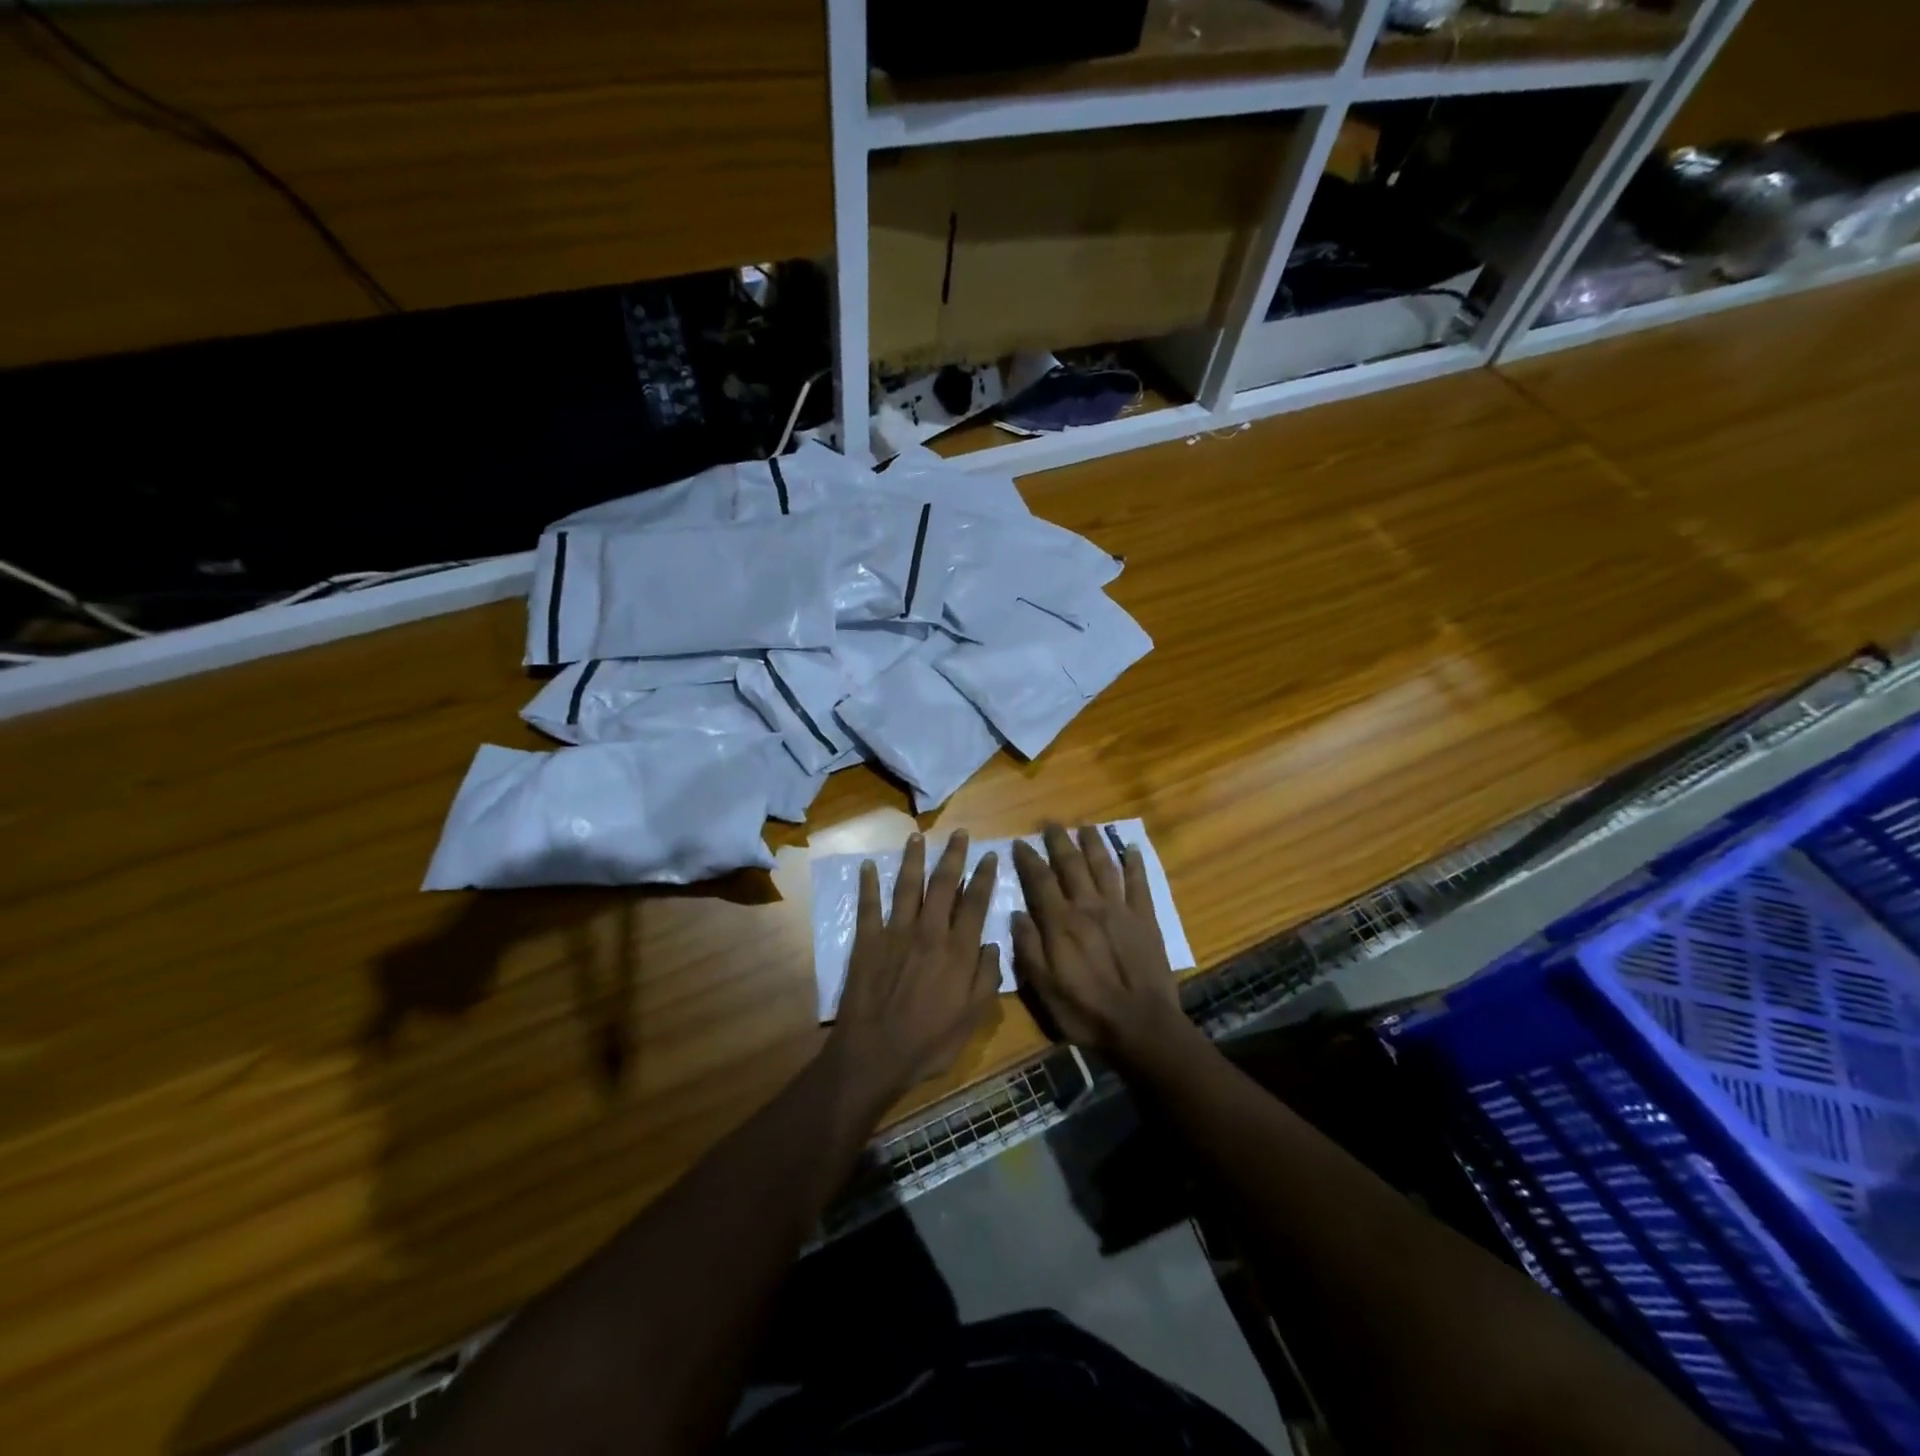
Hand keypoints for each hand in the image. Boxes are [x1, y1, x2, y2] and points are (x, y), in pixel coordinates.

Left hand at [830, 831, 1001, 1104]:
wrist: (876, 1054)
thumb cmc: (930, 1041)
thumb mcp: (972, 1018)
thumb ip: (986, 977)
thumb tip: (992, 944)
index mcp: (958, 950)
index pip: (975, 903)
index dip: (984, 877)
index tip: (989, 855)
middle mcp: (929, 932)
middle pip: (943, 884)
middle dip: (952, 856)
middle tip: (958, 833)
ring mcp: (895, 933)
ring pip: (907, 886)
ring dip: (912, 859)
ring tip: (916, 837)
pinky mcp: (867, 941)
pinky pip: (868, 906)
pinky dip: (867, 885)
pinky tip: (866, 866)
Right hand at [1012, 824, 1191, 1067]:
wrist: (1141, 1026)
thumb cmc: (1085, 1011)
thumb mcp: (1044, 988)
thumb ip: (1028, 948)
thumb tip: (1016, 914)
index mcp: (1061, 922)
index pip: (1040, 880)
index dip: (1028, 858)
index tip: (1019, 842)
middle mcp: (1088, 906)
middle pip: (1071, 863)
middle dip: (1059, 840)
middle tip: (1051, 823)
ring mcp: (1120, 909)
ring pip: (1104, 866)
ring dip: (1094, 843)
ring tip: (1086, 826)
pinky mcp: (1145, 919)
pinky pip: (1139, 883)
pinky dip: (1135, 864)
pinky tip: (1132, 849)